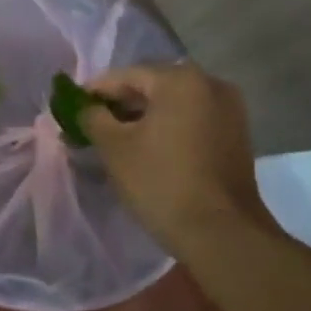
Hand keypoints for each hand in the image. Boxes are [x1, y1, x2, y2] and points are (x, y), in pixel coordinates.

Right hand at [81, 63, 273, 257]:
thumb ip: (92, 118)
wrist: (222, 233)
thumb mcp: (114, 148)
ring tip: (117, 140)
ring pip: (174, 105)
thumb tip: (85, 108)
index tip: (73, 108)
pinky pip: (192, 120)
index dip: (95, 91)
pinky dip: (168, 128)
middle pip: (153, 86)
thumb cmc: (162, 182)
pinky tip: (148, 148)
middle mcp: (211, 84)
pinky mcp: (237, 135)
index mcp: (181, 79)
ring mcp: (229, 110)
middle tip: (92, 125)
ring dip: (144, 117)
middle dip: (121, 105)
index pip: (126, 76)